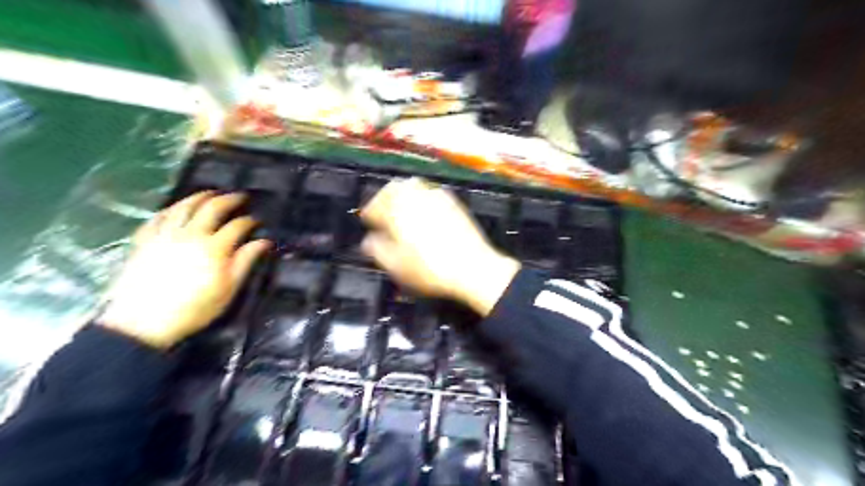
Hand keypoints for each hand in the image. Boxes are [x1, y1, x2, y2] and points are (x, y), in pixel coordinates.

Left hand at [97, 190, 268, 347]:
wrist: (142, 322)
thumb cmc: (194, 308)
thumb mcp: (228, 289)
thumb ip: (245, 261)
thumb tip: (264, 242)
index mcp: (214, 247)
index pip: (237, 226)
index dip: (250, 221)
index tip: (257, 221)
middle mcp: (191, 234)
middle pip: (212, 208)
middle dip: (229, 200)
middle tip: (239, 196)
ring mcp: (165, 235)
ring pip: (184, 206)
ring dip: (200, 196)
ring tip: (211, 193)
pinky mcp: (144, 240)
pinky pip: (158, 217)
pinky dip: (170, 208)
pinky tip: (176, 208)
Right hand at [361, 176, 520, 316]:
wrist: (472, 268)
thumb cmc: (433, 269)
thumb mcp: (396, 266)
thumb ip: (377, 249)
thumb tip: (370, 241)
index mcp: (398, 211)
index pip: (375, 204)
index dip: (369, 212)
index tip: (367, 220)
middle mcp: (416, 198)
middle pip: (394, 187)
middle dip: (384, 197)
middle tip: (382, 211)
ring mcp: (437, 198)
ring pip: (414, 185)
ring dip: (403, 194)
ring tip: (401, 210)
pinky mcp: (454, 203)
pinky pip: (432, 192)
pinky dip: (422, 197)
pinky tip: (424, 212)